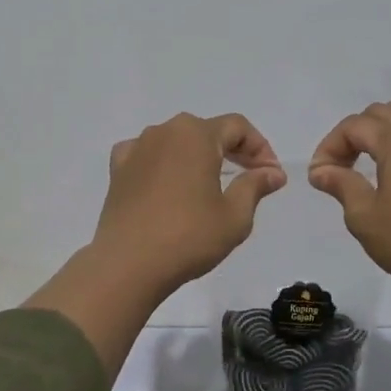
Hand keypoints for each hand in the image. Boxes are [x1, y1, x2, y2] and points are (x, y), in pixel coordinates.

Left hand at [93, 112, 286, 290]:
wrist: (127, 264)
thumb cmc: (188, 237)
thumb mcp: (235, 215)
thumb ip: (255, 186)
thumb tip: (273, 172)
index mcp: (196, 134)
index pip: (237, 127)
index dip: (260, 147)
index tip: (271, 175)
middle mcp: (164, 131)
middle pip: (206, 131)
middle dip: (232, 150)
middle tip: (250, 176)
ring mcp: (137, 148)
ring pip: (176, 141)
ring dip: (197, 156)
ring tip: (210, 183)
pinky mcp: (118, 170)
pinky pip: (146, 155)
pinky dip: (163, 163)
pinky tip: (168, 182)